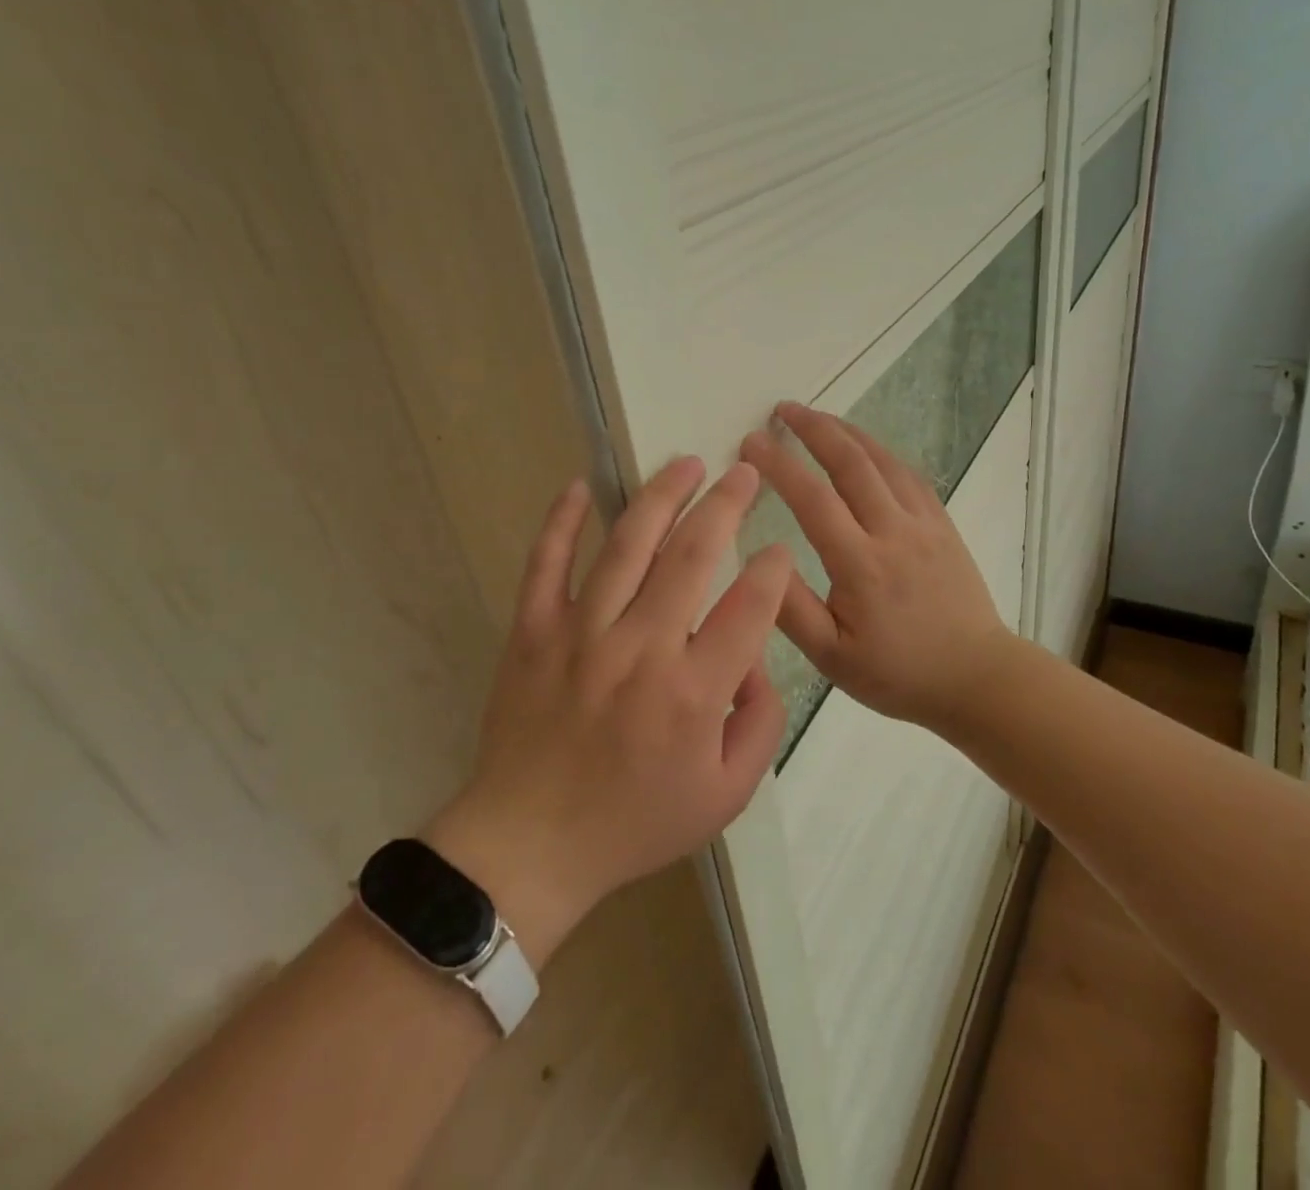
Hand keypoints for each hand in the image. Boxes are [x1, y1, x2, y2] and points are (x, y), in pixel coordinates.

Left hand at [425, 458, 790, 966]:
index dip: (773, 570)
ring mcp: (580, 634)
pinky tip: (579, 486)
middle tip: (744, 472)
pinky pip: (546, 564)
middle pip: (692, 555)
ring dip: (660, 496)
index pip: (750, 606)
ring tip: (686, 464)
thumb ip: (760, 723)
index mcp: (693, 692)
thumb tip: (756, 660)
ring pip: (627, 545)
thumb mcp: (726, 795)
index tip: (779, 548)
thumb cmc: (635, 823)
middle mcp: (640, 649)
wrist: (530, 845)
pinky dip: (562, 522)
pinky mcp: (533, 632)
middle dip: (726, 504)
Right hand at [739, 402, 1013, 729]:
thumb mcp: (832, 657)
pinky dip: (882, 453)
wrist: (976, 679)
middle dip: (814, 428)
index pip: (812, 498)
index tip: (750, 442)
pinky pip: (910, 475)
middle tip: (783, 409)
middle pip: (851, 462)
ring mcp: (924, 524)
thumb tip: (759, 558)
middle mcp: (894, 531)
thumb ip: (790, 609)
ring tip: (819, 417)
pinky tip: (868, 450)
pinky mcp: (943, 526)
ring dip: (848, 432)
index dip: (778, 464)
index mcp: (861, 564)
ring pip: (883, 461)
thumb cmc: (898, 674)